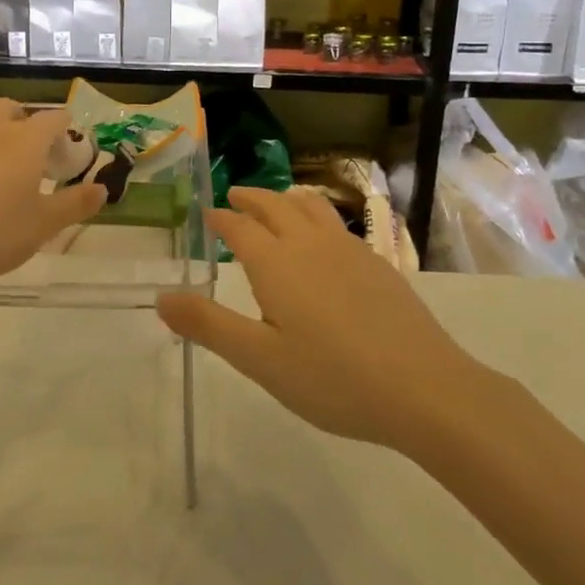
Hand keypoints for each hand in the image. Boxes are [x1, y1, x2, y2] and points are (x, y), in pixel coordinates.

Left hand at [0, 99, 104, 299]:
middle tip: (35, 162)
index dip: (68, 134)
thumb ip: (75, 204)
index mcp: (26, 138)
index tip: (71, 160)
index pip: (55, 119)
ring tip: (3, 177)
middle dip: (29, 127)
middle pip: (14, 110)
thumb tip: (102, 188)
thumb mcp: (42, 225)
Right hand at [156, 187, 488, 453]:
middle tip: (235, 195)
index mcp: (277, 264)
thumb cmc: (332, 378)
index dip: (221, 219)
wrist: (424, 389)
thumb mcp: (260, 360)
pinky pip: (338, 224)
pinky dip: (318, 217)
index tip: (208, 214)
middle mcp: (311, 245)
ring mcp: (350, 251)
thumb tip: (161, 297)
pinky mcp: (379, 265)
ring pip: (312, 208)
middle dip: (252, 198)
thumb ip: (209, 326)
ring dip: (287, 199)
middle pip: (276, 206)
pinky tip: (325, 240)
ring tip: (278, 202)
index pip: (240, 228)